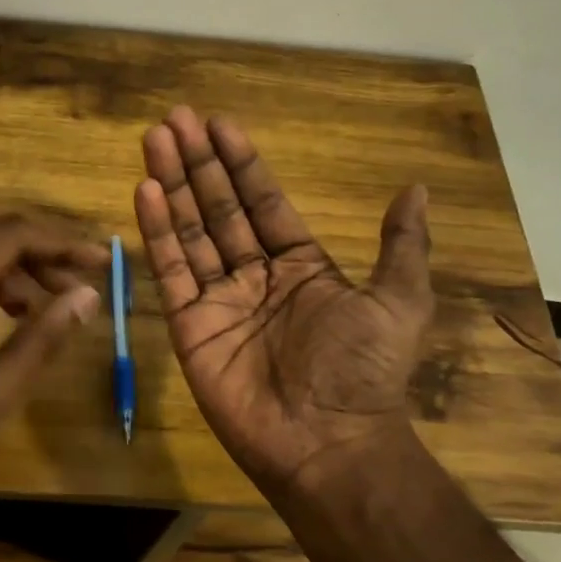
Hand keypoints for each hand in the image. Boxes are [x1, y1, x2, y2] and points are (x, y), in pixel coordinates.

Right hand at [135, 107, 433, 486]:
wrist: (328, 442)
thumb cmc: (363, 370)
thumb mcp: (399, 301)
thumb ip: (400, 245)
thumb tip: (415, 189)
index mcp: (300, 265)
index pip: (263, 201)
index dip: (242, 163)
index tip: (220, 124)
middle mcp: (255, 276)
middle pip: (219, 208)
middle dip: (198, 163)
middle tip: (175, 118)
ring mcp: (218, 299)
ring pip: (190, 231)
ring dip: (172, 184)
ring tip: (154, 139)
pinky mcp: (189, 325)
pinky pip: (170, 271)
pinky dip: (157, 231)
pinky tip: (145, 190)